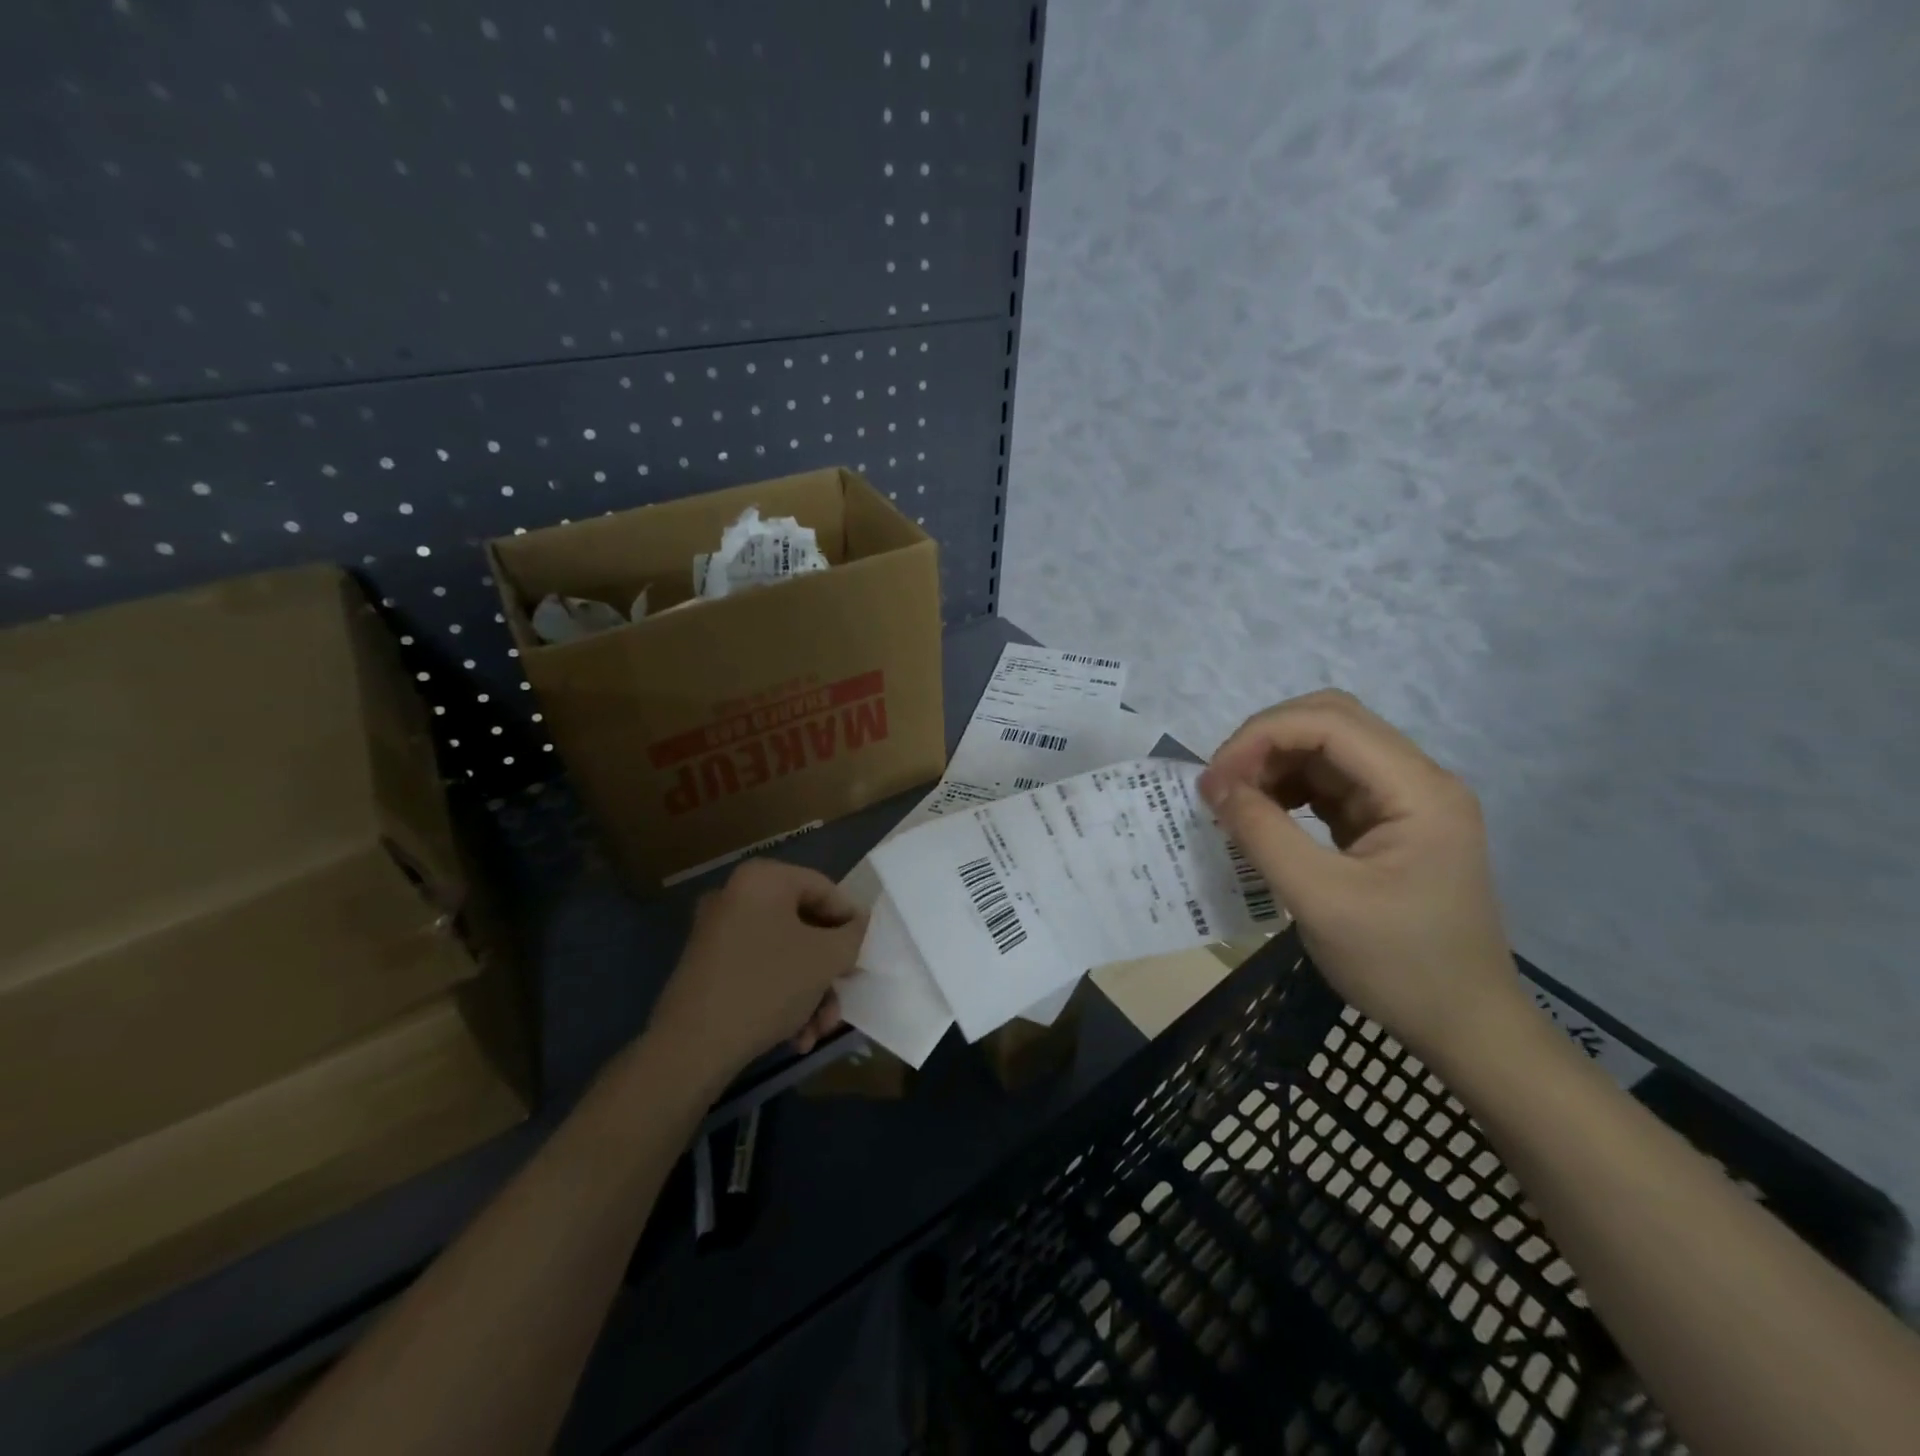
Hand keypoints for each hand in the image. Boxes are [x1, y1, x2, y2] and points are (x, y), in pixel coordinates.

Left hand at [646, 859, 866, 1086]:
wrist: (692, 1046)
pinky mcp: (707, 966)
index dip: (850, 922)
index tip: (863, 955)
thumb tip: (858, 924)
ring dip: (809, 992)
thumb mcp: (826, 958)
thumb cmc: (768, 985)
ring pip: (783, 954)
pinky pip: (758, 970)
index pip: (824, 889)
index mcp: (764, 879)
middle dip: (827, 970)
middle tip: (843, 997)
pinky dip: (781, 998)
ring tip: (817, 1031)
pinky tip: (794, 1036)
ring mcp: (717, 931)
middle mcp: (736, 895)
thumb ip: (853, 934)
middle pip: (803, 927)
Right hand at [1198, 690, 1522, 1067]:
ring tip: (1234, 801)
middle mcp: (1416, 779)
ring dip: (1273, 763)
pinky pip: (1328, 782)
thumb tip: (1213, 786)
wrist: (1465, 1027)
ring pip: (1326, 748)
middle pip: (1329, 721)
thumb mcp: (1320, 900)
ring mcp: (1404, 800)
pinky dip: (1287, 788)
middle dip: (1265, 741)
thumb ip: (1263, 834)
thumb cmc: (1400, 966)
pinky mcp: (1387, 821)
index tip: (1214, 779)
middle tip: (1221, 782)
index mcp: (1418, 789)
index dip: (1262, 736)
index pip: (1330, 723)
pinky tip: (1261, 815)